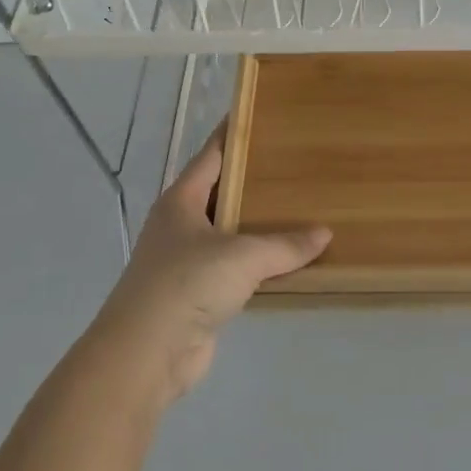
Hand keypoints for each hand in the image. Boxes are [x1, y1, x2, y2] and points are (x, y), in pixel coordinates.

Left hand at [91, 126, 329, 406]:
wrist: (146, 355)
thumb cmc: (186, 285)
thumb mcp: (242, 256)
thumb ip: (285, 245)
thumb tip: (324, 234)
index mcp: (181, 201)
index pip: (212, 155)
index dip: (235, 134)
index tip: (263, 116)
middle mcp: (180, 225)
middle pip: (222, 192)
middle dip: (255, 180)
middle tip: (298, 164)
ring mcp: (186, 261)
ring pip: (230, 233)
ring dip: (259, 226)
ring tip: (302, 208)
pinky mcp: (197, 295)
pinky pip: (236, 269)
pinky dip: (259, 264)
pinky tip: (288, 260)